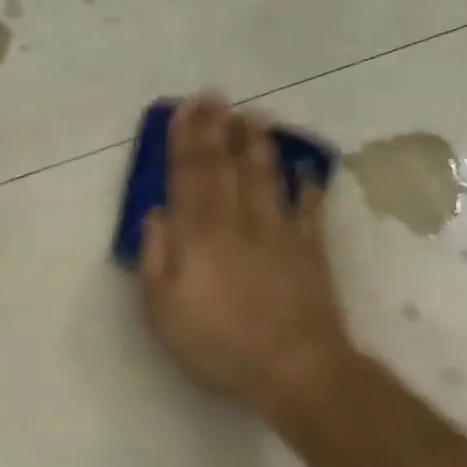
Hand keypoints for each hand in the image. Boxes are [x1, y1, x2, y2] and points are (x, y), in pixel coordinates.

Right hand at [138, 96, 358, 421]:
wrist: (295, 370)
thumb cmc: (218, 345)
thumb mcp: (163, 311)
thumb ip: (156, 258)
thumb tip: (157, 215)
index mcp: (199, 237)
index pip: (189, 177)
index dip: (184, 142)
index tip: (184, 111)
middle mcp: (238, 223)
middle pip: (226, 168)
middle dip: (217, 130)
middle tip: (214, 96)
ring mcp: (279, 234)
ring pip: (266, 178)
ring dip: (258, 145)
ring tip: (254, 115)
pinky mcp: (310, 251)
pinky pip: (309, 209)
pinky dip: (307, 185)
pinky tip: (304, 166)